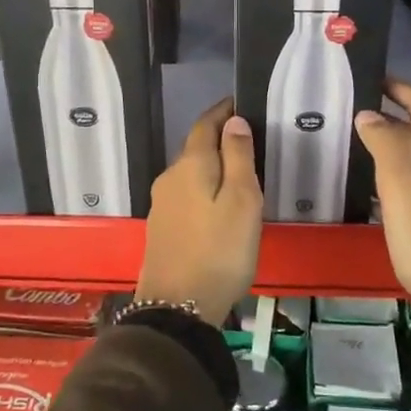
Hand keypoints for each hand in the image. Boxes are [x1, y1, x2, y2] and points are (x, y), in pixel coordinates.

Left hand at [137, 99, 262, 324]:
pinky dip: (203, 188)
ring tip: (238, 171)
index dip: (222, 111)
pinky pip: (186, 194)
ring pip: (190, 173)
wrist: (177, 307)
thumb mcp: (241, 201)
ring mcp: (162, 204)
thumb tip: (233, 120)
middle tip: (248, 139)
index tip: (241, 102)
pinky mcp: (162, 228)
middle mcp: (170, 177)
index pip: (205, 124)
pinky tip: (217, 204)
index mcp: (190, 165)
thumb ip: (237, 157)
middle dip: (218, 138)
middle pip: (195, 148)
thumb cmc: (219, 251)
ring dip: (211, 165)